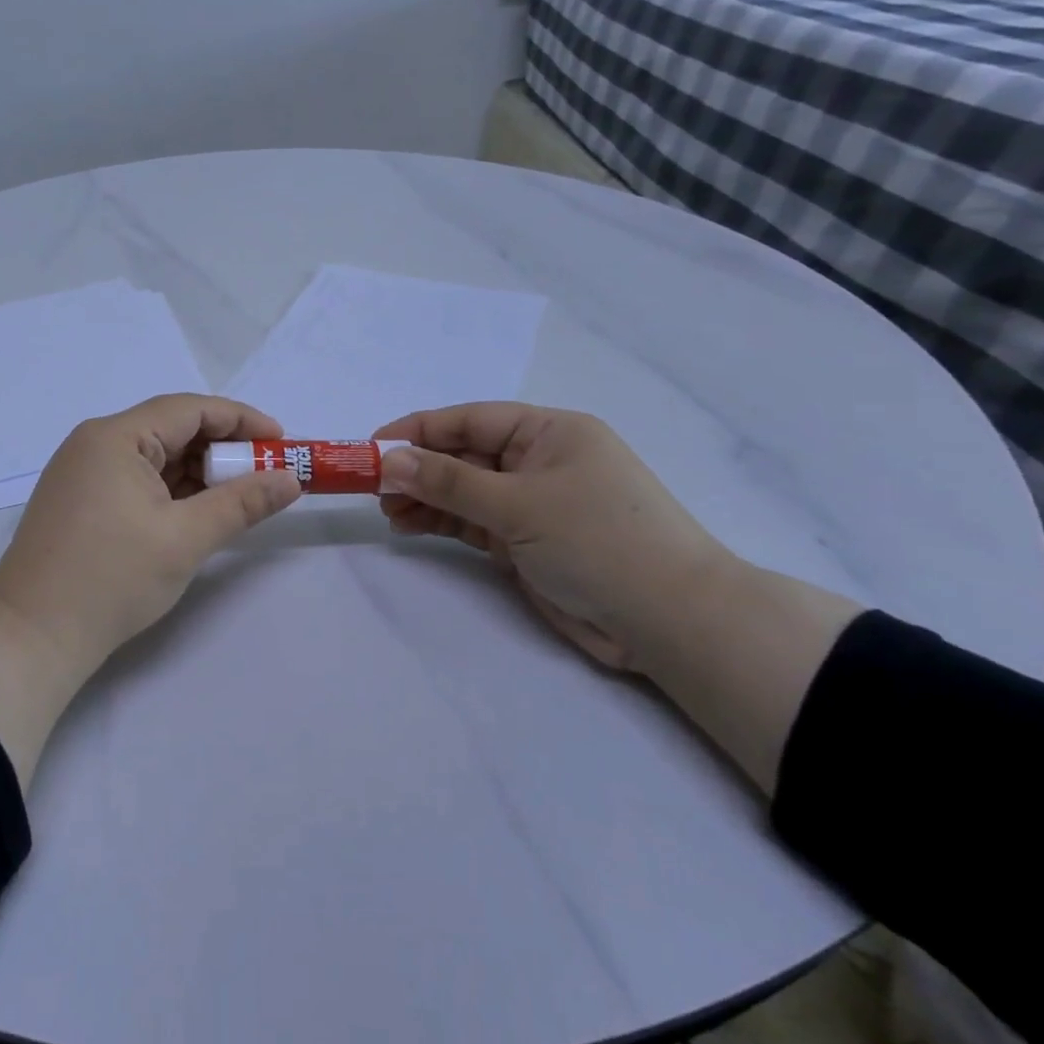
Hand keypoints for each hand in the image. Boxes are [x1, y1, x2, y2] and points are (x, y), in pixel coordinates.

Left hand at [0, 393, 302, 671]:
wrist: (31, 636)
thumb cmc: (111, 578)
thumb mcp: (186, 538)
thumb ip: (242, 503)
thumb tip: (290, 480)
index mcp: (116, 437)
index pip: (190, 409)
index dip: (241, 420)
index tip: (281, 442)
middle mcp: (95, 443)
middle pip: (171, 429)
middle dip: (222, 449)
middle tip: (265, 473)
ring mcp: (82, 472)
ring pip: (154, 457)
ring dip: (197, 472)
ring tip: (239, 495)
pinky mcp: (79, 500)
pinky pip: (136, 479)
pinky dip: (171, 490)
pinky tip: (197, 510)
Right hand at [374, 403, 740, 670]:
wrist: (671, 622)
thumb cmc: (599, 541)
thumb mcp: (519, 505)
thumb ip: (449, 482)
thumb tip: (389, 461)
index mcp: (549, 432)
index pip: (471, 420)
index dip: (419, 430)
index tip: (373, 447)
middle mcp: (539, 461)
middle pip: (464, 455)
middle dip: (418, 469)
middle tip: (372, 488)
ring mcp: (533, 503)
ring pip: (465, 491)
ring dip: (425, 498)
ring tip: (387, 511)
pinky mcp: (527, 541)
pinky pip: (474, 522)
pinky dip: (443, 522)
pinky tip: (410, 526)